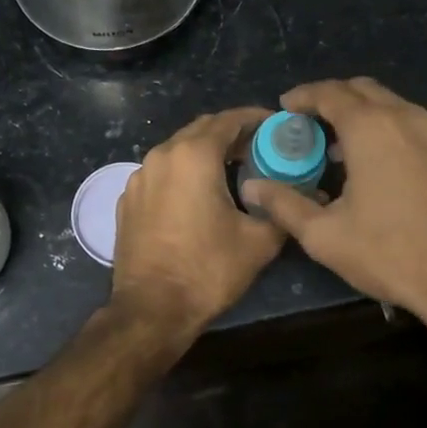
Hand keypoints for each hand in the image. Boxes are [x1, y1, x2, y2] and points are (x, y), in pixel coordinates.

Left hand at [111, 107, 286, 337]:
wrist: (152, 309)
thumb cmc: (207, 270)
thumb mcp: (258, 241)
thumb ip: (281, 209)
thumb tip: (298, 197)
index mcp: (193, 156)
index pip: (229, 120)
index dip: (255, 118)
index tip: (276, 124)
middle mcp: (162, 155)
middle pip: (201, 130)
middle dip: (230, 133)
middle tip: (258, 148)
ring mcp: (139, 177)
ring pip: (177, 150)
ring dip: (205, 152)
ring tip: (231, 169)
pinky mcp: (128, 199)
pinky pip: (161, 173)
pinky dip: (182, 172)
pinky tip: (197, 194)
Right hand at [240, 78, 426, 323]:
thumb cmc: (393, 254)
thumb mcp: (326, 237)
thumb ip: (284, 205)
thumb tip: (252, 187)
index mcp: (372, 128)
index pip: (330, 93)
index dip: (304, 96)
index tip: (286, 106)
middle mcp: (411, 118)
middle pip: (367, 90)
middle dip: (336, 99)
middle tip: (315, 122)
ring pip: (400, 109)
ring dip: (371, 118)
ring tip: (352, 150)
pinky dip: (402, 137)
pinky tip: (397, 170)